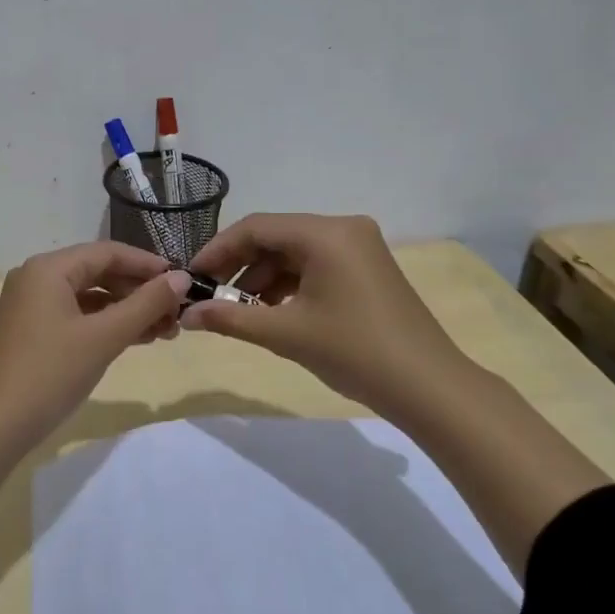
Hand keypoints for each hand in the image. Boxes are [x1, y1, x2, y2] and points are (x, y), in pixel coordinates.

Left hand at [0, 242, 189, 549]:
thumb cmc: (50, 374)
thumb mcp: (104, 337)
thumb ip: (146, 304)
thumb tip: (183, 278)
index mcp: (48, 269)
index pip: (108, 253)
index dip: (148, 265)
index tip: (184, 282)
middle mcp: (37, 278)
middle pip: (99, 273)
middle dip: (140, 292)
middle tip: (177, 314)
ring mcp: (31, 306)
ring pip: (90, 297)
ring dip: (127, 311)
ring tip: (165, 332)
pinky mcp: (32, 331)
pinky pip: (77, 316)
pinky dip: (106, 325)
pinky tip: (135, 339)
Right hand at [182, 213, 468, 415]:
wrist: (428, 386)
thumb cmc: (354, 351)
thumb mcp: (286, 333)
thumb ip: (230, 318)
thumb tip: (186, 315)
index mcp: (326, 233)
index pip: (257, 227)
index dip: (218, 249)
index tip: (191, 276)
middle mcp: (344, 228)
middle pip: (276, 237)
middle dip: (239, 265)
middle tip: (209, 295)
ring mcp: (359, 247)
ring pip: (295, 253)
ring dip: (263, 278)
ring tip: (238, 310)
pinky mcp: (367, 268)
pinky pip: (315, 265)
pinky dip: (289, 285)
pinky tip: (271, 311)